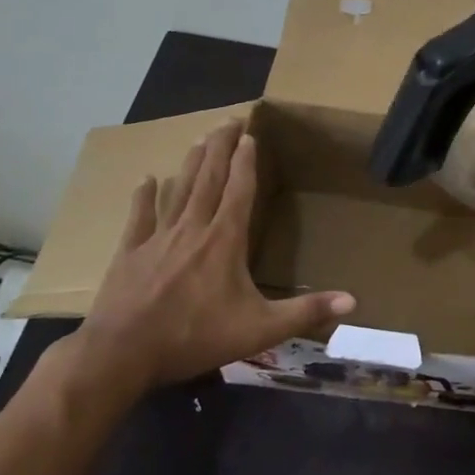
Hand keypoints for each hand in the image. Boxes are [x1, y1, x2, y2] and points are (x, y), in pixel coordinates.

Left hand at [78, 122, 354, 391]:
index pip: (239, 190)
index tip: (250, 135)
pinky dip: (144, 197)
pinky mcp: (129, 254)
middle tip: (228, 120)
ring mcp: (158, 239)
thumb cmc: (195, 336)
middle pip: (209, 179)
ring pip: (178, 191)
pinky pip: (139, 218)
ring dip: (191, 163)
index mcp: (225, 240)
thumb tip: (352, 302)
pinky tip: (147, 179)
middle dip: (220, 148)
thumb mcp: (260, 330)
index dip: (246, 162)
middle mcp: (193, 229)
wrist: (121, 354)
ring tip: (200, 138)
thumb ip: (305, 312)